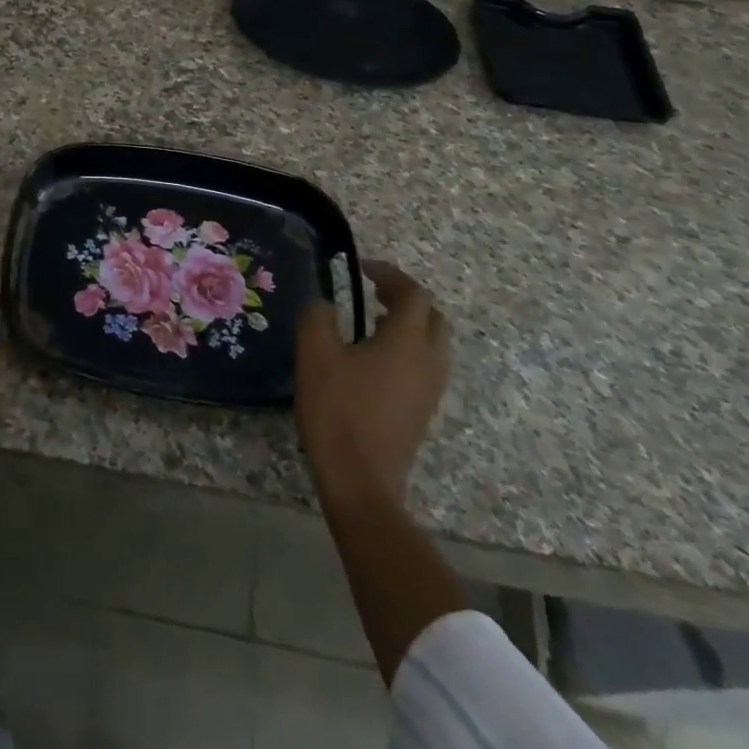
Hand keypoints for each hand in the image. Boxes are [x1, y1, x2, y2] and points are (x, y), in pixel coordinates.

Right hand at [295, 259, 450, 502]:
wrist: (361, 480)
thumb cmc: (338, 410)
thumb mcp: (316, 354)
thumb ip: (318, 317)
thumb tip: (324, 303)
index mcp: (407, 341)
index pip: (413, 294)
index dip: (390, 275)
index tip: (362, 269)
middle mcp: (429, 361)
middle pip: (432, 317)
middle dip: (406, 299)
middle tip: (373, 293)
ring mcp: (431, 389)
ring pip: (433, 343)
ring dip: (408, 325)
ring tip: (372, 321)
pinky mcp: (423, 410)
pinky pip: (425, 365)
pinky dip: (407, 348)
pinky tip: (374, 358)